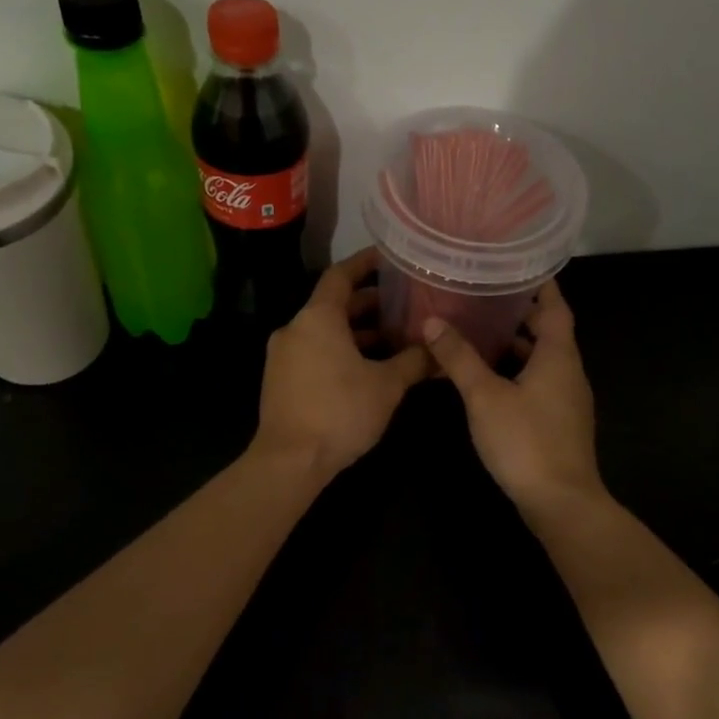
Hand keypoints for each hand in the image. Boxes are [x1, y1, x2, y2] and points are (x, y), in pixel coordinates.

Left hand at [252, 248, 430, 482]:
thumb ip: (413, 361)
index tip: (388, 258)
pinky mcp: (281, 380)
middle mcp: (295, 329)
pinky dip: (340, 351)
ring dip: (357, 332)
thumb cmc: (340, 412)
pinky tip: (368, 368)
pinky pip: (315, 352)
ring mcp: (284, 355)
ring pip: (325, 331)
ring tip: (393, 339)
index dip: (365, 264)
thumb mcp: (386, 386)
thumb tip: (437, 349)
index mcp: (317, 318)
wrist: (289, 461)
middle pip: (334, 305)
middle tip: (403, 305)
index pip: (341, 275)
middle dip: (369, 304)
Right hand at [422, 280, 604, 516]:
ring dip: (515, 344)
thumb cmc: (525, 441)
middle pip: (548, 331)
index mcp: (559, 355)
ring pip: (541, 359)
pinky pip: (538, 382)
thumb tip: (431, 322)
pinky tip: (487, 378)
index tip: (516, 264)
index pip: (554, 306)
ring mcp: (566, 399)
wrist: (560, 501)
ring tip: (478, 331)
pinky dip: (516, 371)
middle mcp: (569, 371)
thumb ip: (459, 358)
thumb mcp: (484, 396)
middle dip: (519, 313)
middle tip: (484, 295)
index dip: (539, 284)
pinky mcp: (559, 421)